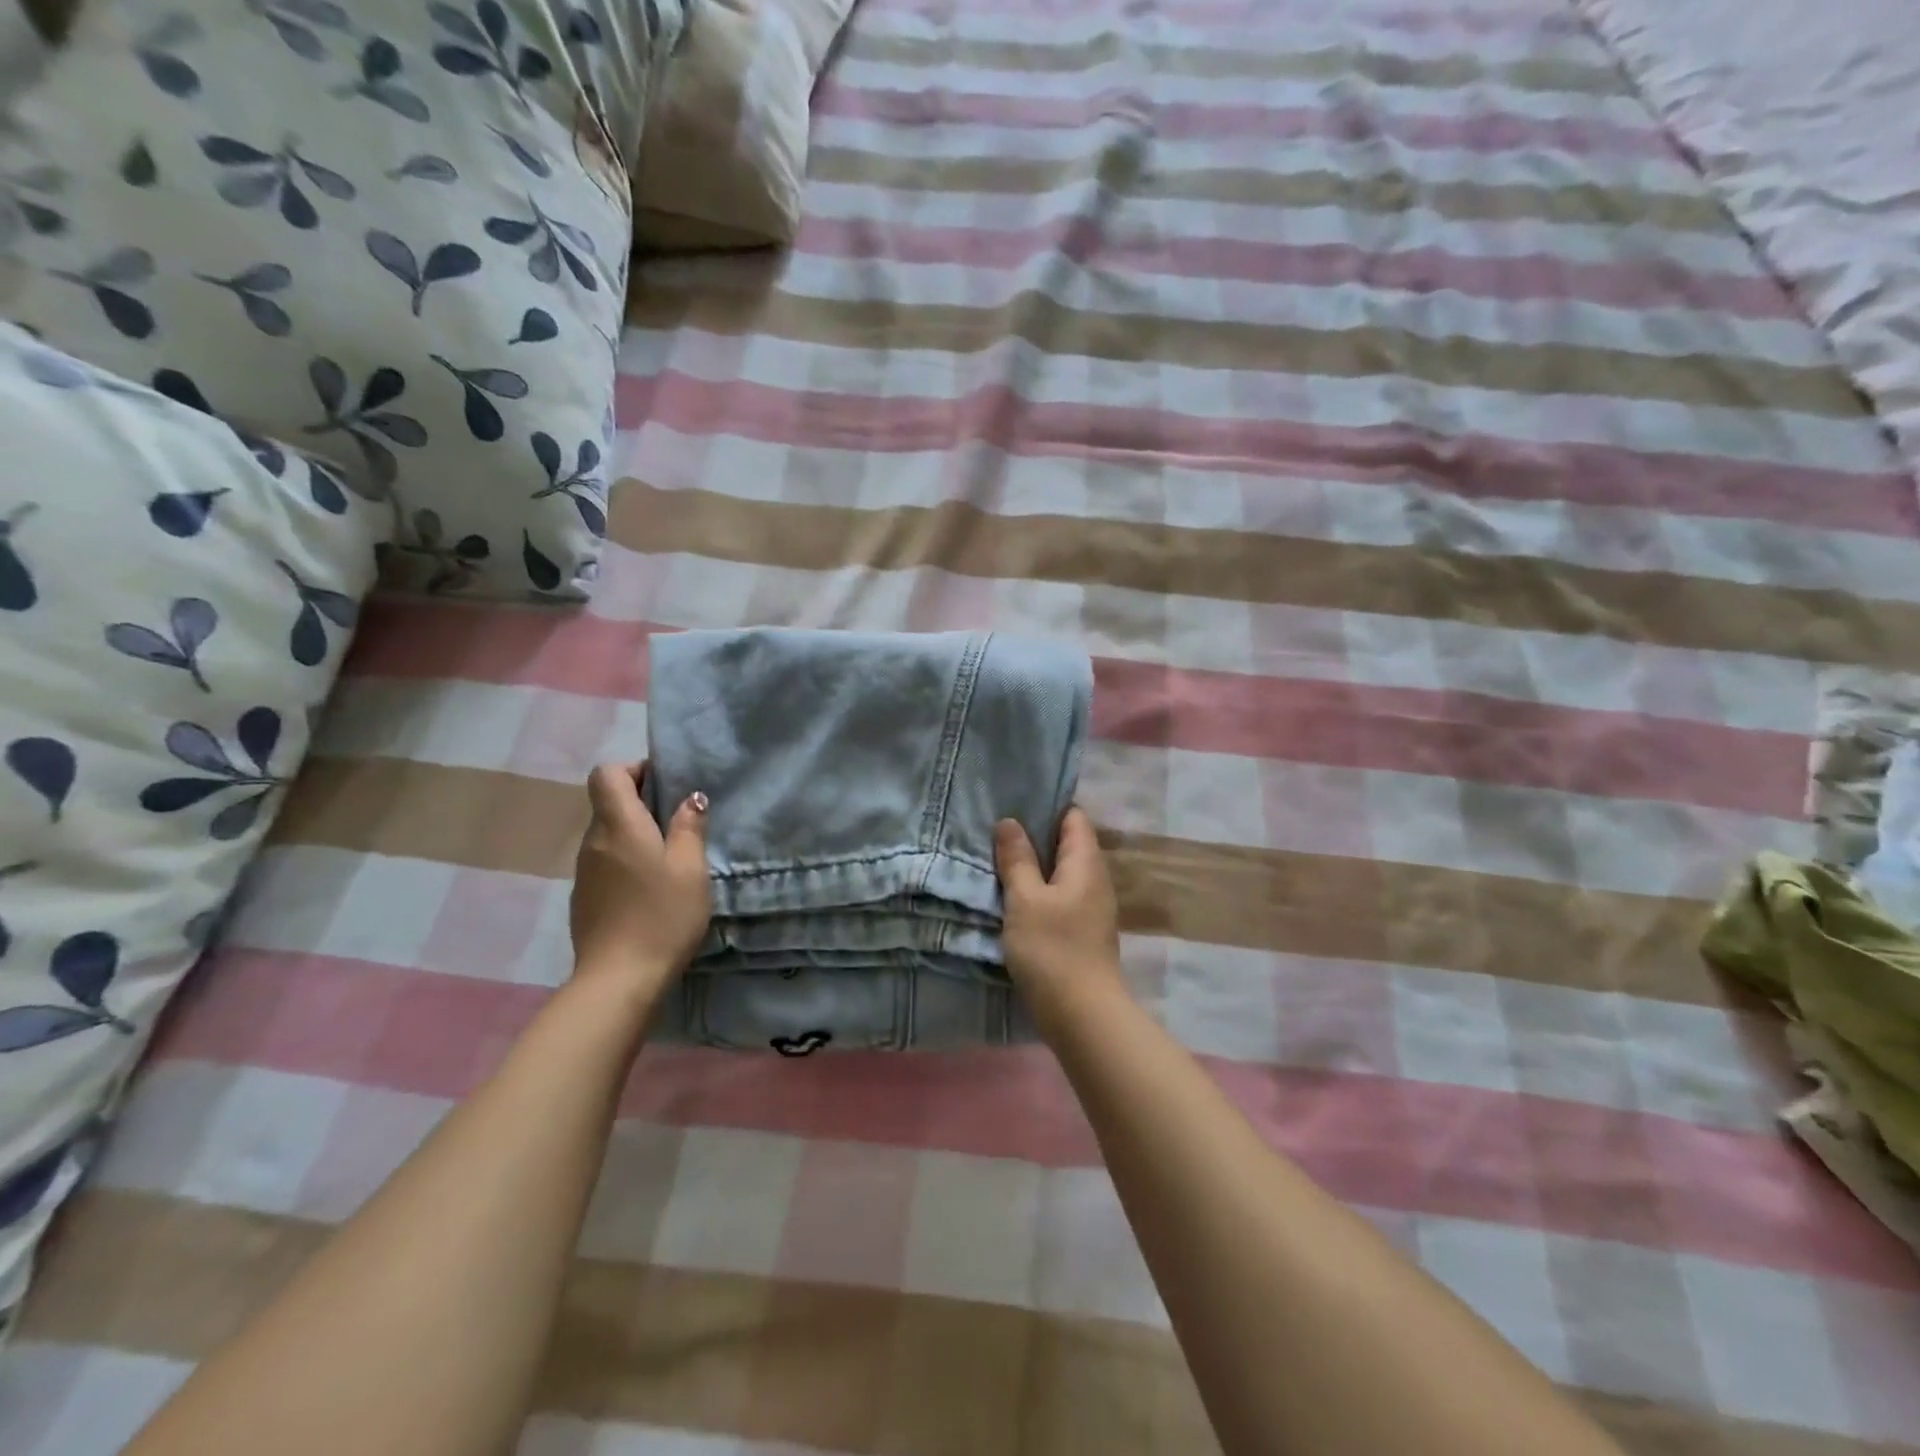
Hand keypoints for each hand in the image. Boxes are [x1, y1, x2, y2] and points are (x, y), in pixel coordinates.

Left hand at [570, 762, 710, 991]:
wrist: (618, 979)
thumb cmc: (662, 916)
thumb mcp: (689, 868)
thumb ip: (689, 827)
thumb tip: (690, 798)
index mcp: (619, 826)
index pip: (607, 774)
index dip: (633, 768)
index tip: (664, 783)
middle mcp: (593, 841)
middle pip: (607, 802)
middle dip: (640, 800)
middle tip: (678, 819)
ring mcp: (584, 871)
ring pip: (607, 833)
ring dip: (634, 832)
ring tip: (669, 854)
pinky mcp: (585, 897)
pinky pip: (605, 861)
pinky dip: (626, 858)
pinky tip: (650, 886)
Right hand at [994, 807, 1124, 1023]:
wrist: (1082, 1014)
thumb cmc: (1052, 948)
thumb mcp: (1025, 899)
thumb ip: (1017, 859)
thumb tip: (1010, 822)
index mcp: (1086, 863)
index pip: (1074, 818)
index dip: (1047, 807)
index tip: (1015, 804)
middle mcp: (1096, 879)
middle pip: (1069, 844)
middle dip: (1036, 836)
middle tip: (998, 831)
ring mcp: (1093, 907)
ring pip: (1063, 873)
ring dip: (1036, 866)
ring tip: (1001, 861)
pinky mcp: (1084, 931)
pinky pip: (1062, 896)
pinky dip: (1041, 891)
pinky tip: (1016, 898)